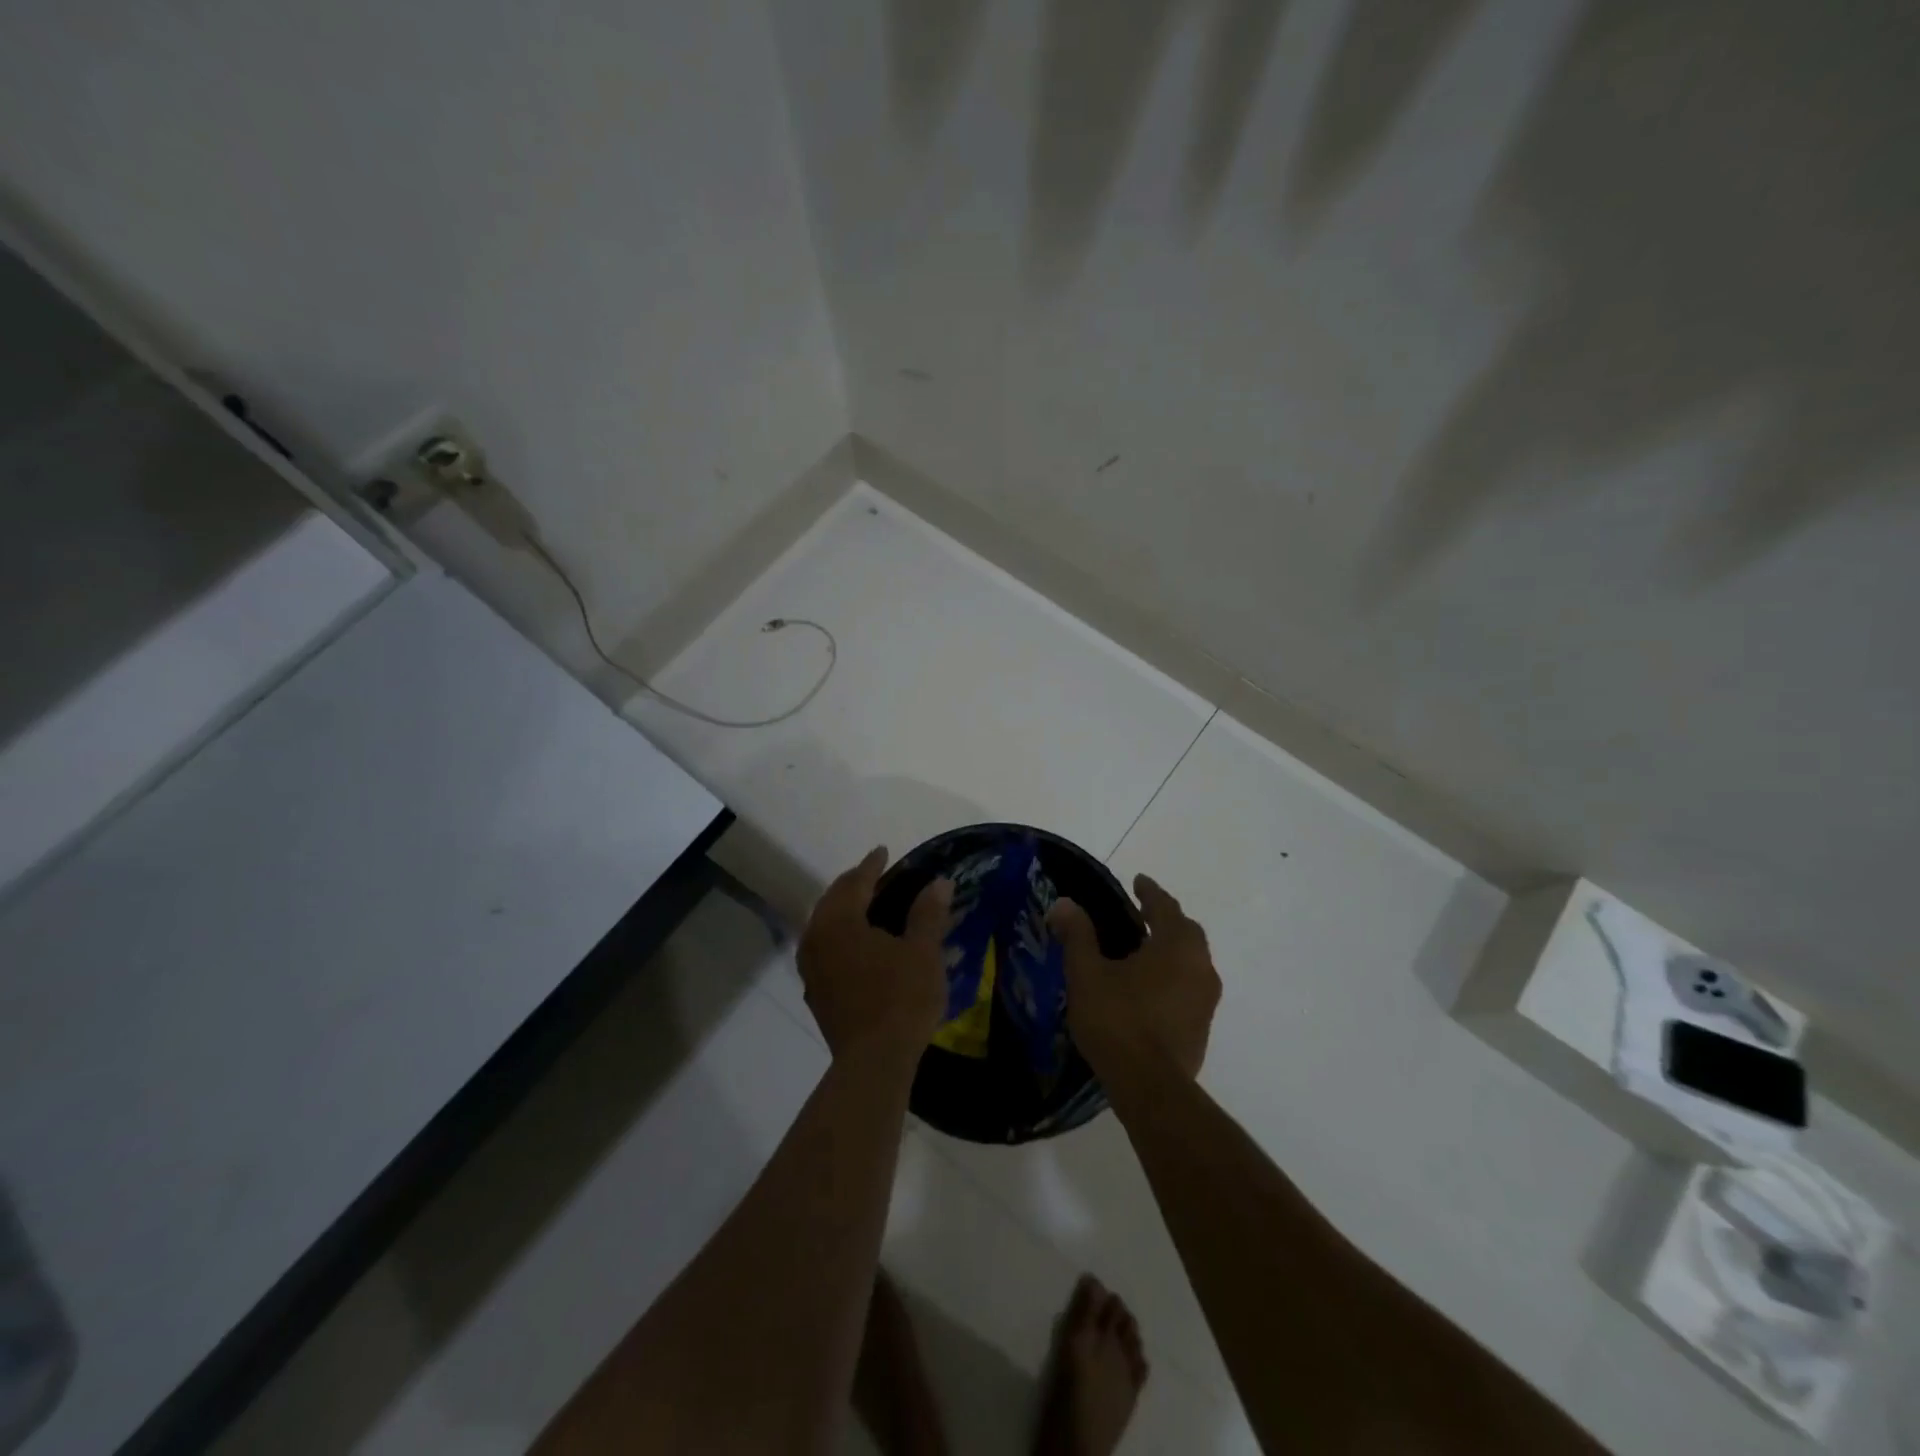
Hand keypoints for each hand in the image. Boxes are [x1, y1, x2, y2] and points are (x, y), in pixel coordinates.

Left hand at [798, 847, 952, 1064]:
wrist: (873, 1061)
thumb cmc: (901, 999)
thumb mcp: (923, 952)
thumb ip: (928, 913)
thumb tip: (940, 882)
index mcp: (840, 922)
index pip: (855, 883)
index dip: (871, 866)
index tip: (883, 851)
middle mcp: (817, 938)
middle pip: (832, 900)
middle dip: (853, 884)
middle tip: (874, 875)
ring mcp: (811, 967)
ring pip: (823, 924)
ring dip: (842, 910)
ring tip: (864, 905)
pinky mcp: (815, 991)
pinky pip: (822, 947)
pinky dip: (837, 934)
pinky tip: (854, 943)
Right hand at [1047, 874, 1220, 1082]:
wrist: (1151, 1088)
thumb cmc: (1118, 1020)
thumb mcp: (1087, 973)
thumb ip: (1077, 935)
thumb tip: (1063, 903)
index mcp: (1176, 945)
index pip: (1165, 906)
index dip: (1149, 892)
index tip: (1138, 881)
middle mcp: (1200, 966)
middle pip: (1186, 932)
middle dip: (1165, 919)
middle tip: (1141, 914)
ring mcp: (1206, 1000)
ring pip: (1192, 961)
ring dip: (1171, 949)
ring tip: (1144, 951)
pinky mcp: (1203, 1027)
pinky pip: (1190, 987)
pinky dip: (1173, 976)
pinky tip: (1151, 989)